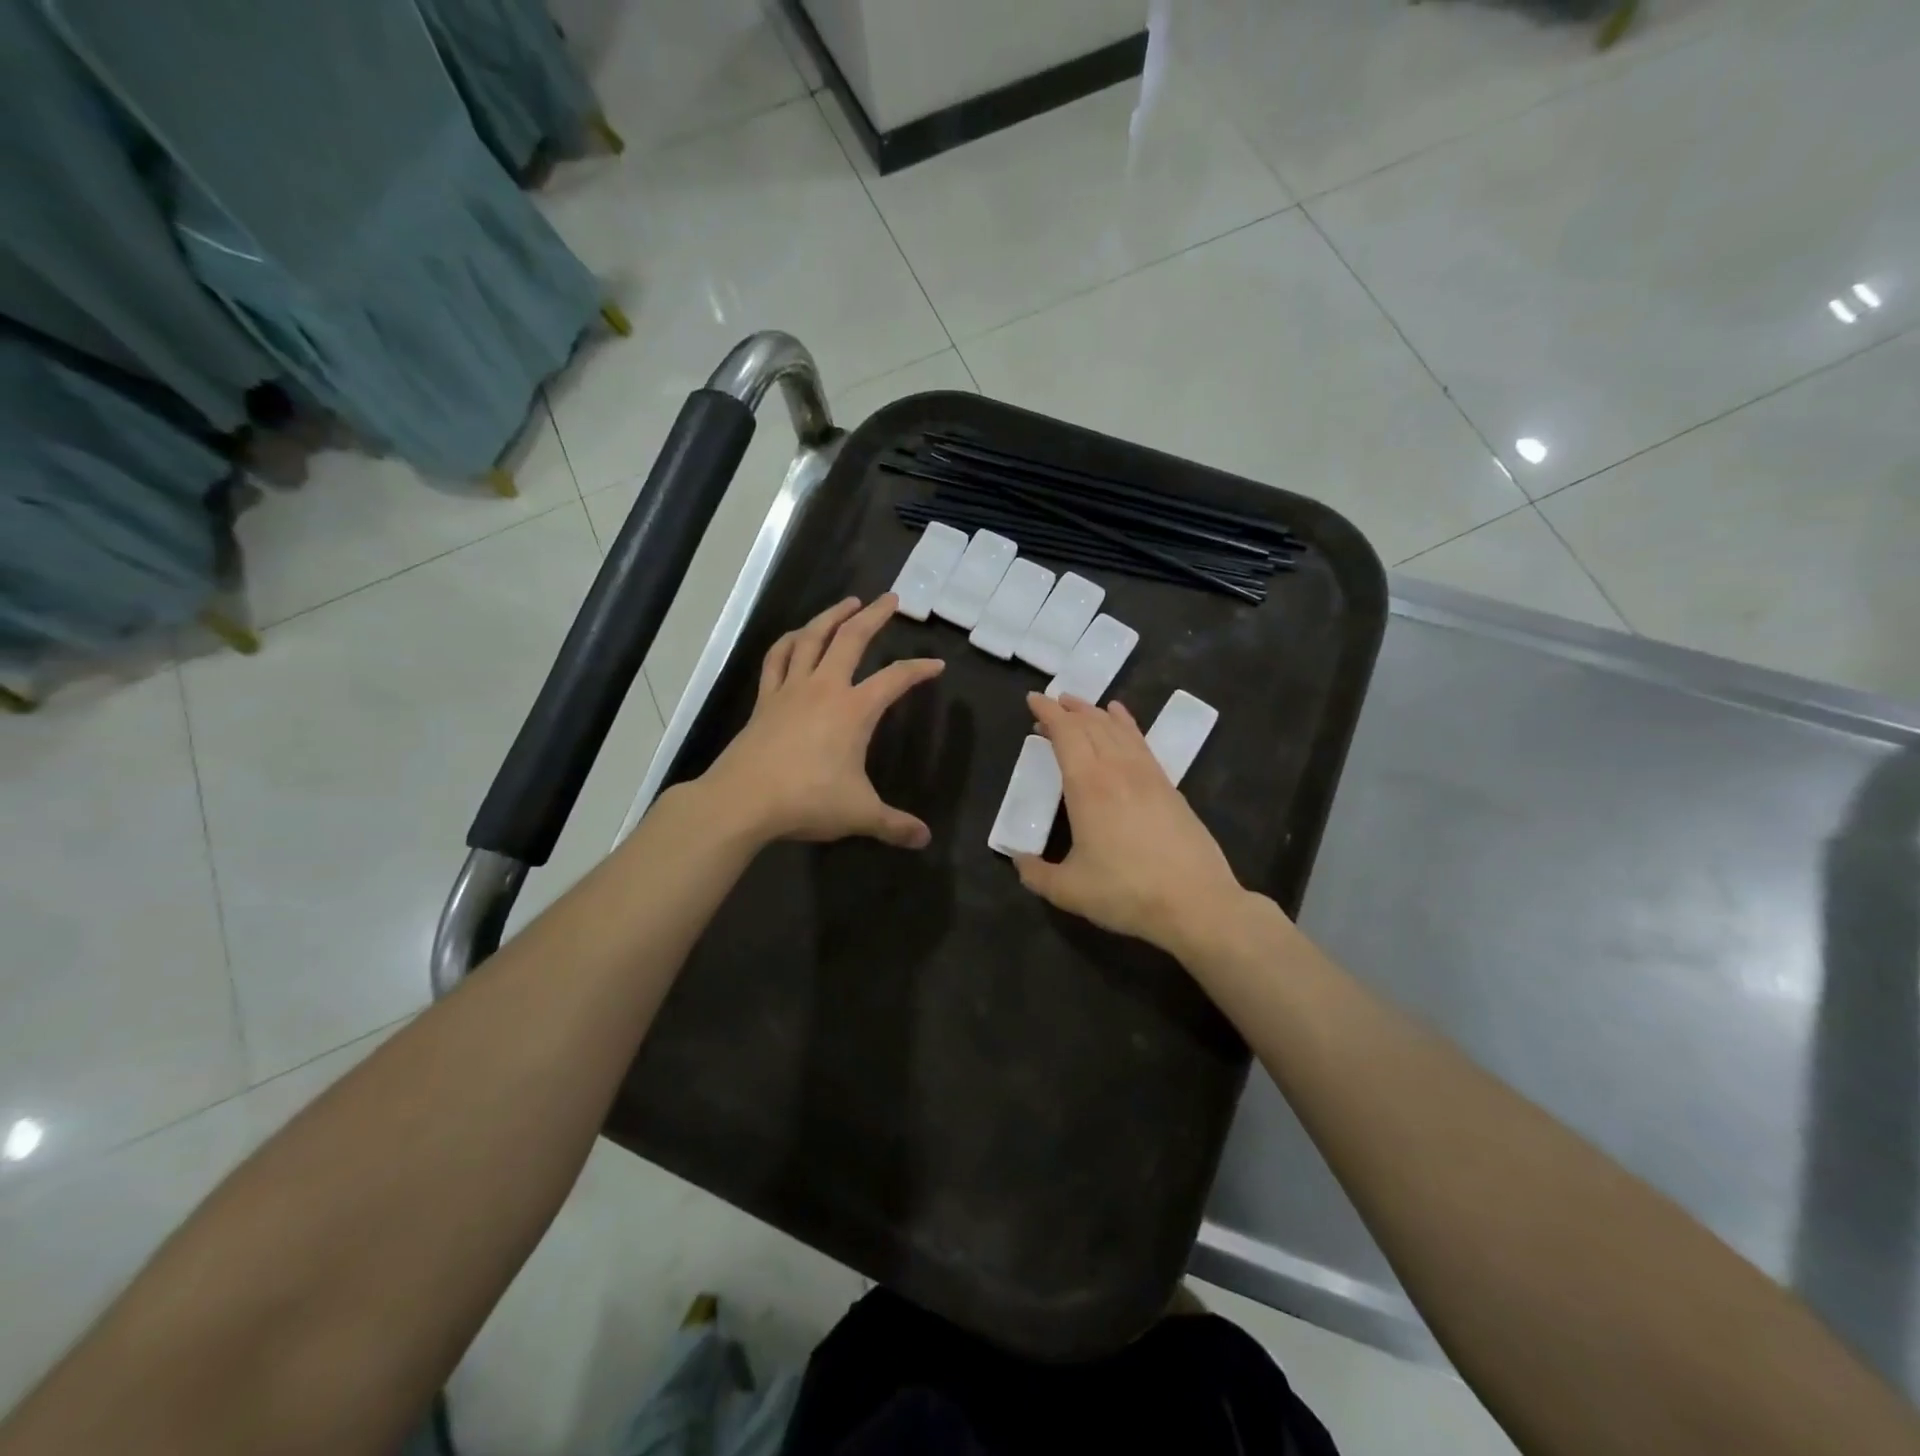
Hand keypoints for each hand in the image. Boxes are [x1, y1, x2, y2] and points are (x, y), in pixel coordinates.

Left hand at [701, 595, 944, 848]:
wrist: (743, 801)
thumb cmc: (807, 800)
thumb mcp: (859, 814)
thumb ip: (893, 825)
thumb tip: (924, 839)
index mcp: (854, 710)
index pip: (895, 679)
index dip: (918, 670)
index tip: (936, 664)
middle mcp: (824, 688)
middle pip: (851, 639)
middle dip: (874, 616)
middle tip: (890, 599)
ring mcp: (790, 690)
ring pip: (811, 638)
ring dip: (831, 616)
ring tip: (847, 603)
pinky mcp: (765, 700)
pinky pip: (777, 659)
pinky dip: (788, 641)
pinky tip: (796, 635)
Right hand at [1013, 692, 1251, 956]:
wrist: (1195, 902)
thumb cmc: (1126, 892)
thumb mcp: (1069, 890)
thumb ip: (1036, 874)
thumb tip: (1018, 861)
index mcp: (1088, 786)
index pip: (1065, 734)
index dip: (1048, 713)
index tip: (1033, 699)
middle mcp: (1117, 770)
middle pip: (1091, 725)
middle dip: (1068, 709)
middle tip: (1051, 703)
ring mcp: (1147, 775)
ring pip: (1117, 730)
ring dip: (1094, 713)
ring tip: (1079, 705)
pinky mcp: (1168, 786)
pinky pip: (1141, 742)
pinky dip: (1127, 724)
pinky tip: (1121, 718)